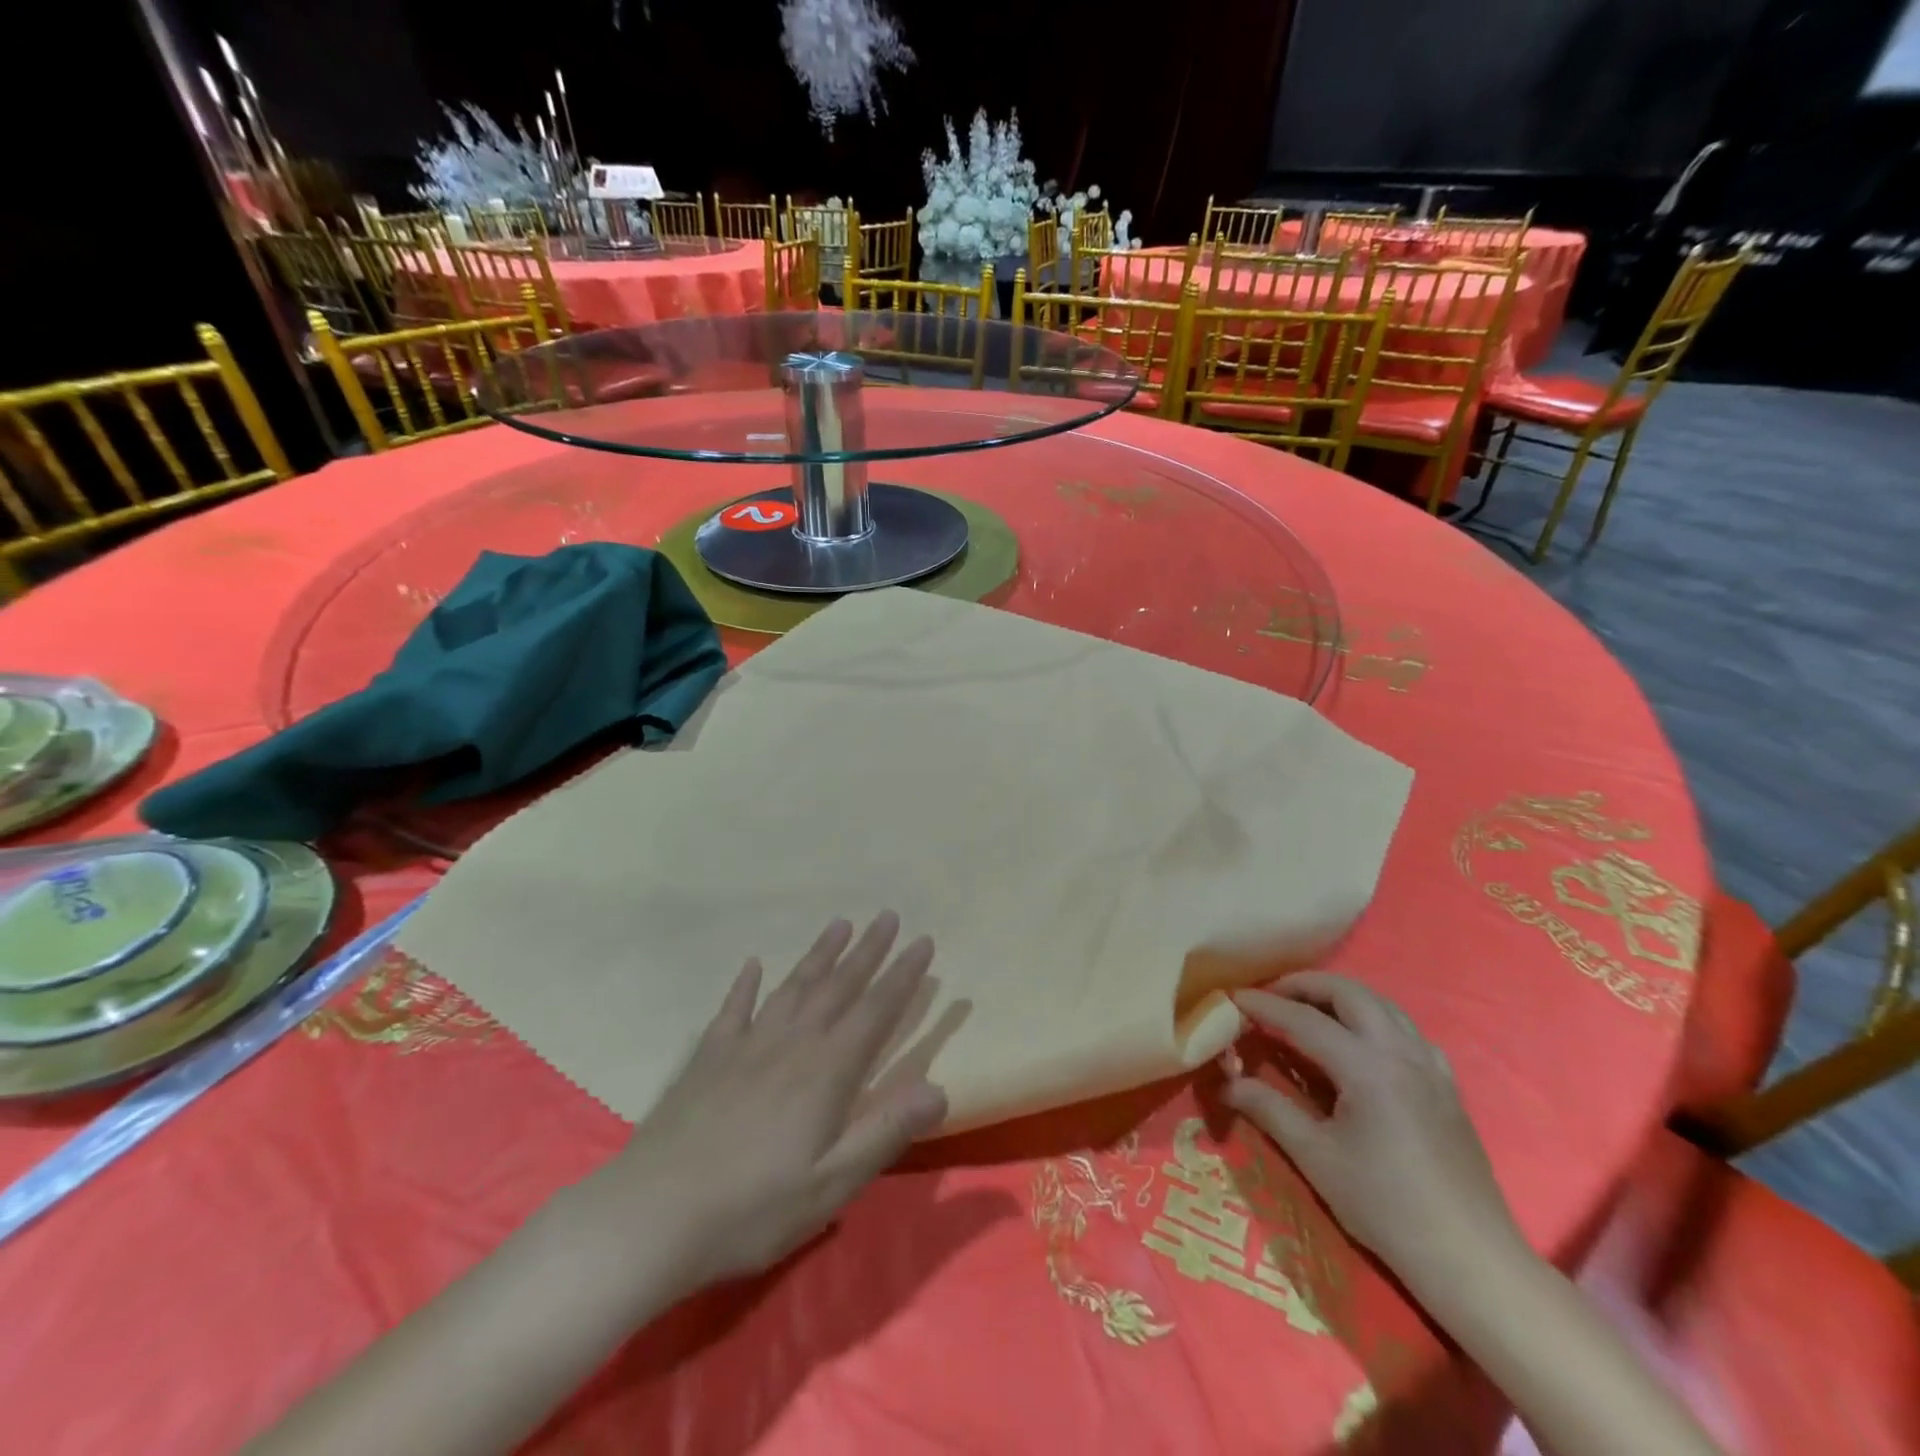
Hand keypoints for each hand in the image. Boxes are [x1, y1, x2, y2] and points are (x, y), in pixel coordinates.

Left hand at [584, 913, 946, 1294]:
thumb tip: (939, 1089)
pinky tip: (754, 965)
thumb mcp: (831, 1184)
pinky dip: (746, 985)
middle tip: (888, 916)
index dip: (902, 976)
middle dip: (868, 951)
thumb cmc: (751, 1209)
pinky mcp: (708, 1058)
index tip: (923, 942)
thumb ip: (885, 1132)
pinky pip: (734, 1009)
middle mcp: (791, 1044)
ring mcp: (746, 1046)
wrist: (651, 1215)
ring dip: (819, 955)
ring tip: (839, 925)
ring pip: (792, 988)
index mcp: (826, 1072)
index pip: (875, 1012)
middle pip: (838, 987)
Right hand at [1223, 972, 1520, 1287]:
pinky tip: (1360, 1045)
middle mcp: (1400, 1051)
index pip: (1303, 1019)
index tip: (1232, 997)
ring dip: (1339, 997)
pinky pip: (1406, 1030)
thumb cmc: (1386, 1208)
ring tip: (1307, 1011)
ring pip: (1381, 1004)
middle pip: (1348, 992)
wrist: (1471, 1259)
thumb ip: (1269, 1109)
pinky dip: (1373, 1020)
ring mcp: (1430, 1065)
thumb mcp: (1316, 1158)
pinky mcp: (1446, 1085)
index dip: (1263, 1005)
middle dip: (1304, 985)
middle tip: (1270, 996)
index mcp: (1366, 1066)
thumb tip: (1227, 1081)